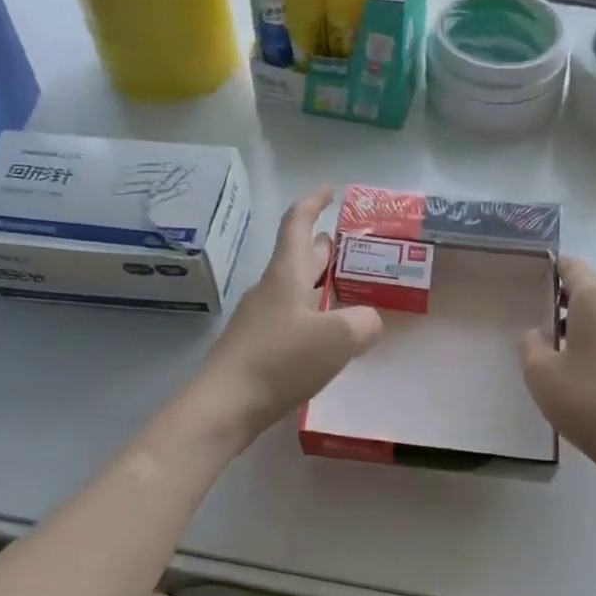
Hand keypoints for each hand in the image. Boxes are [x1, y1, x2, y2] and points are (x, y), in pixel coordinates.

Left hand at [197, 187, 382, 442]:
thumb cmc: (281, 361)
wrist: (227, 404)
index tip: (331, 191)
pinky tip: (326, 335)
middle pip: (297, 256)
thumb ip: (364, 322)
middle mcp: (270, 290)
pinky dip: (312, 314)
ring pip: (294, 289)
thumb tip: (368, 321)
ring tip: (346, 289)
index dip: (314, 203)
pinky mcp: (257, 346)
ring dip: (319, 282)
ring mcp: (260, 319)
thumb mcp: (338, 338)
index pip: (297, 224)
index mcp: (286, 275)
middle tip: (351, 245)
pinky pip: (290, 318)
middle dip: (323, 246)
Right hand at [521, 258, 595, 483]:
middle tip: (541, 333)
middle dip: (566, 308)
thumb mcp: (540, 374)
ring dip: (586, 332)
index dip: (550, 271)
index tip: (532, 285)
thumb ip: (532, 344)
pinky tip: (593, 380)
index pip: (572, 267)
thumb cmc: (590, 402)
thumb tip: (542, 333)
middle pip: (591, 294)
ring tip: (565, 362)